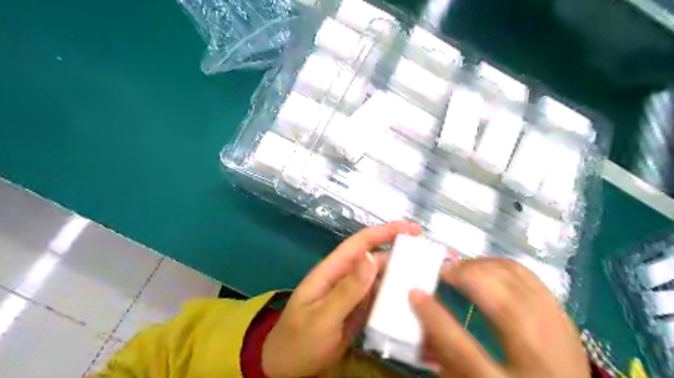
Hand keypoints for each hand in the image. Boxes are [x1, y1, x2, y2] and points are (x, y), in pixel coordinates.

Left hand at [260, 221, 419, 377]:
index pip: (360, 243)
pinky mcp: (358, 310)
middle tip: (429, 255)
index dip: (385, 232)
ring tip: (427, 277)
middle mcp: (345, 277)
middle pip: (375, 258)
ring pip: (380, 278)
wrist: (287, 367)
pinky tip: (411, 299)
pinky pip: (379, 297)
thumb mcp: (322, 317)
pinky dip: (394, 295)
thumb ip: (346, 290)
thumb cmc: (299, 340)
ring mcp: (352, 294)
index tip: (411, 229)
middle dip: (400, 253)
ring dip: (400, 274)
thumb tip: (372, 258)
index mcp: (332, 271)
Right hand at [408, 258, 587, 377]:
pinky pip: (527, 275)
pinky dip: (501, 265)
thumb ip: (446, 358)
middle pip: (493, 293)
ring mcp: (556, 327)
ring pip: (512, 275)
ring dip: (480, 265)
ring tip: (461, 268)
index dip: (431, 314)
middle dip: (461, 274)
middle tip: (441, 271)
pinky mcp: (562, 313)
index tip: (414, 292)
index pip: (457, 343)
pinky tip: (486, 269)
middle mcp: (535, 351)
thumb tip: (422, 327)